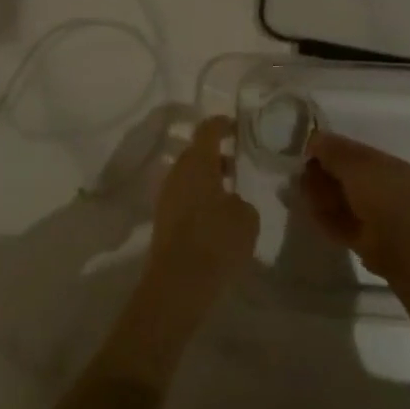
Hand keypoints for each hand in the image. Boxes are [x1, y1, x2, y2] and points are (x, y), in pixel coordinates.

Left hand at [144, 116, 258, 309]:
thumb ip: (241, 201)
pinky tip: (216, 216)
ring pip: (188, 176)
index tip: (235, 125)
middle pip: (195, 153)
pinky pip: (184, 197)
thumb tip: (231, 201)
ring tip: (231, 192)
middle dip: (215, 154)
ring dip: (207, 178)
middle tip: (237, 161)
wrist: (178, 284)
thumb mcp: (246, 218)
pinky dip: (199, 198)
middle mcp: (177, 173)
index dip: (222, 124)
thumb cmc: (216, 241)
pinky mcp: (163, 220)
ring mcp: (166, 197)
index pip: (207, 130)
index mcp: (198, 162)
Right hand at [300, 130, 409, 279]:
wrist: (397, 246)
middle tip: (303, 172)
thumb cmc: (381, 195)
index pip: (358, 154)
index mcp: (391, 168)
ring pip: (343, 201)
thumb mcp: (354, 163)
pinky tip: (310, 209)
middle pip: (348, 178)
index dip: (333, 150)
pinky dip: (325, 216)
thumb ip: (333, 150)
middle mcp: (386, 190)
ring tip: (302, 189)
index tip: (310, 151)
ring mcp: (376, 217)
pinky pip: (341, 222)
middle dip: (325, 173)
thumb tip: (314, 138)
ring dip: (321, 194)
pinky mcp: (364, 240)